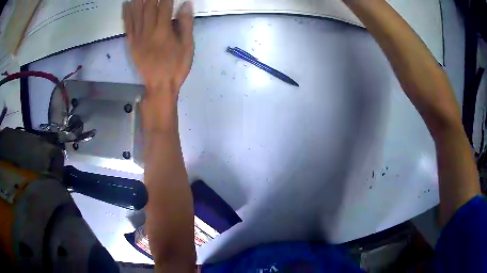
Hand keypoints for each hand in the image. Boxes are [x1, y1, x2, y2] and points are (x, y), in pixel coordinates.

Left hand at [123, 0, 193, 130]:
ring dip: (138, 0)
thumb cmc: (176, 67)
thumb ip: (186, 24)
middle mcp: (148, 31)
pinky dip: (126, 14)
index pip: (164, 6)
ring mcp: (137, 37)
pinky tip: (126, 4)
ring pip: (136, 14)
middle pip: (148, 7)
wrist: (159, 87)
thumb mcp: (187, 46)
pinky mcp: (131, 44)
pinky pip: (127, 26)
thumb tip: (186, 4)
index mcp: (163, 31)